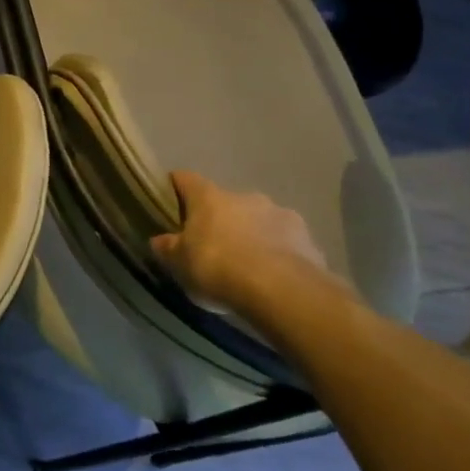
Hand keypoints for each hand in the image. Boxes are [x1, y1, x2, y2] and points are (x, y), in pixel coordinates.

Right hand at [151, 170, 329, 309]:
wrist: (282, 292)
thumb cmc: (218, 268)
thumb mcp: (179, 263)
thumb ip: (168, 248)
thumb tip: (160, 240)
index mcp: (209, 197)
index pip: (186, 179)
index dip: (176, 186)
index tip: (170, 199)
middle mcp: (245, 196)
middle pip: (225, 202)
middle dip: (220, 219)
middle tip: (212, 245)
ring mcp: (281, 214)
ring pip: (259, 220)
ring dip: (252, 235)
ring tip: (248, 265)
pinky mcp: (309, 239)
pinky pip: (286, 242)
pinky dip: (278, 253)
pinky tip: (274, 277)